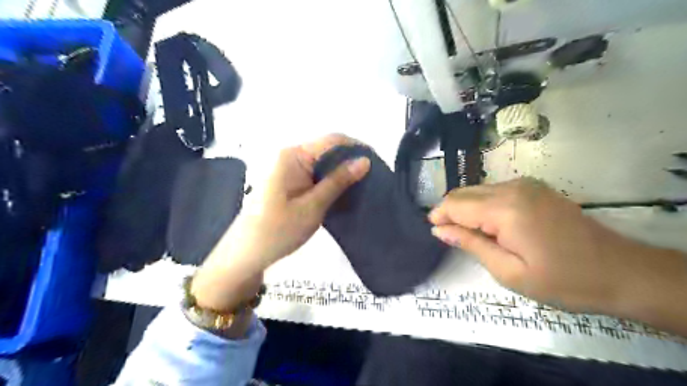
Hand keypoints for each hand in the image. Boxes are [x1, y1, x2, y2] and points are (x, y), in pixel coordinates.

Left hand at [238, 135, 370, 268]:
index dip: (357, 147)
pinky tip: (344, 192)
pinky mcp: (289, 181)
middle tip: (374, 177)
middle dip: (351, 160)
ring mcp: (288, 168)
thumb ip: (338, 181)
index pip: (332, 140)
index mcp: (293, 155)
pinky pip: (315, 174)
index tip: (377, 161)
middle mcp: (290, 155)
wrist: (247, 253)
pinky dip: (331, 181)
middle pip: (328, 149)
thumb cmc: (278, 230)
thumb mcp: (313, 206)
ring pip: (323, 163)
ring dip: (342, 172)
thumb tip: (364, 160)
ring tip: (364, 185)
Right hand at [428, 179, 644, 313]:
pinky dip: (482, 204)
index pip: (455, 204)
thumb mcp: (509, 271)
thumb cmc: (562, 280)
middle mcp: (512, 187)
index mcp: (504, 209)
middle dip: (450, 211)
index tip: (433, 232)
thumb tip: (439, 229)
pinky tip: (491, 225)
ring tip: (471, 234)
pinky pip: (494, 190)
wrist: (620, 271)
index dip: (439, 216)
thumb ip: (470, 244)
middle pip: (464, 192)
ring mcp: (526, 184)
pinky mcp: (534, 187)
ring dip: (466, 208)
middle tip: (449, 236)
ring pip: (477, 189)